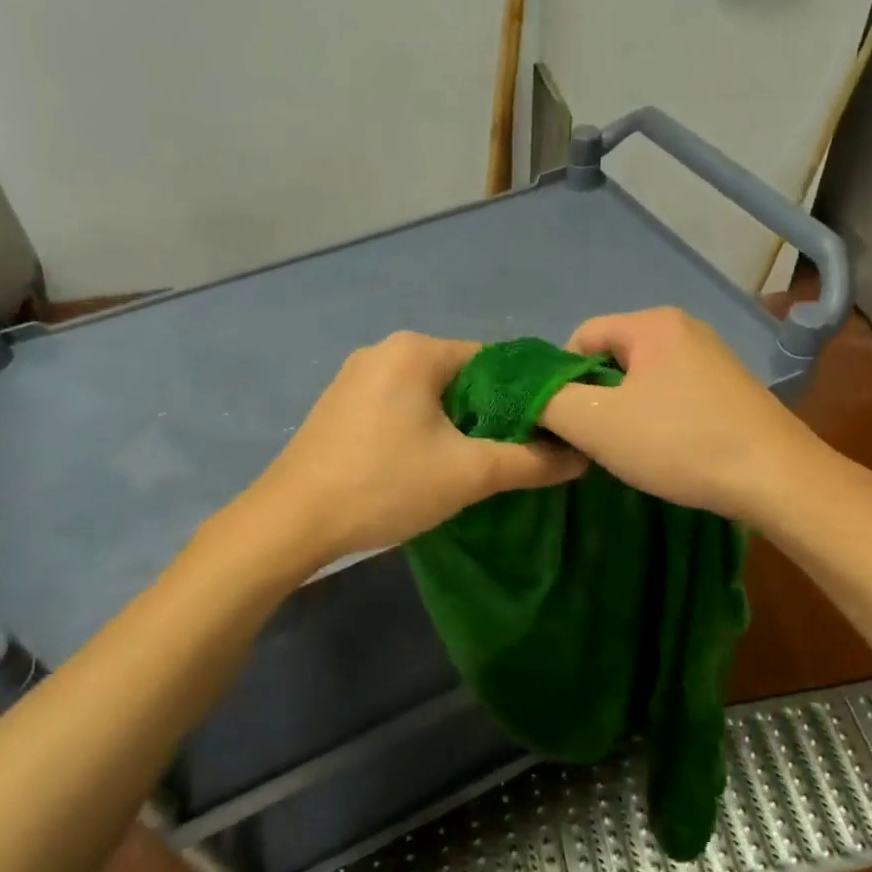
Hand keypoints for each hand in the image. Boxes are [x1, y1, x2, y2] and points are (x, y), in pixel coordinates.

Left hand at [245, 331, 586, 564]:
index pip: (494, 361)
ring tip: (472, 463)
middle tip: (511, 454)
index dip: (525, 396)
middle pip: (461, 376)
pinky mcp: (339, 404)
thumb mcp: (468, 475)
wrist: (290, 521)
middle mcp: (385, 350)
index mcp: (416, 351)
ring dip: (455, 423)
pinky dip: (421, 426)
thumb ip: (530, 461)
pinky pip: (398, 404)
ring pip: (429, 392)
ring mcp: (355, 376)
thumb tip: (581, 457)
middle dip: (489, 413)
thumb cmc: (384, 485)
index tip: (544, 431)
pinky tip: (425, 462)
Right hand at [538, 307, 830, 527]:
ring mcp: (713, 358)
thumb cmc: (679, 442)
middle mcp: (684, 329)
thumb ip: (550, 402)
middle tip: (594, 442)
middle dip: (594, 398)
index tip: (564, 422)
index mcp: (652, 323)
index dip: (560, 379)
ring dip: (624, 414)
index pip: (580, 337)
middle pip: (611, 358)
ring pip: (641, 381)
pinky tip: (665, 452)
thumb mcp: (596, 424)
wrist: (777, 478)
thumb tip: (532, 396)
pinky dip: (657, 420)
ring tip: (630, 452)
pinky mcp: (730, 389)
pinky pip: (672, 396)